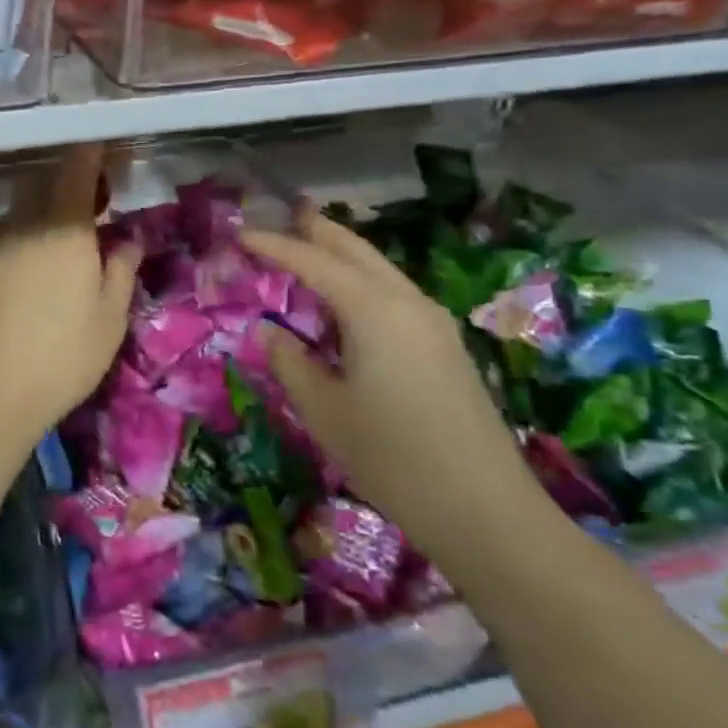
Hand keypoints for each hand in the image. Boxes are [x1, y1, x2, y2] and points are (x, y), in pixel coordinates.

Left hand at [0, 145, 140, 437]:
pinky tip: (11, 281)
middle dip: (60, 187)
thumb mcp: (110, 319)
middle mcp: (21, 222)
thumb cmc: (62, 356)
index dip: (89, 155)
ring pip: (13, 214)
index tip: (100, 154)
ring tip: (45, 257)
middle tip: (82, 215)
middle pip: (39, 184)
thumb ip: (121, 269)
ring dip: (32, 219)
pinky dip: (6, 247)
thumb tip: (127, 238)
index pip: (76, 169)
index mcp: (64, 227)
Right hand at [244, 208, 542, 565]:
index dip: (274, 246)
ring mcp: (433, 323)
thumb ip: (290, 362)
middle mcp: (407, 303)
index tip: (240, 234)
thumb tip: (270, 331)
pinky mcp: (445, 346)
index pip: (313, 262)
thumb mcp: (323, 410)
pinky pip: (394, 292)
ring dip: (342, 253)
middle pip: (356, 250)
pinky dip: (362, 279)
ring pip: (380, 269)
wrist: (487, 512)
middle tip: (283, 215)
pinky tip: (347, 298)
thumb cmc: (392, 458)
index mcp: (373, 310)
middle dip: (317, 231)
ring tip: (310, 246)